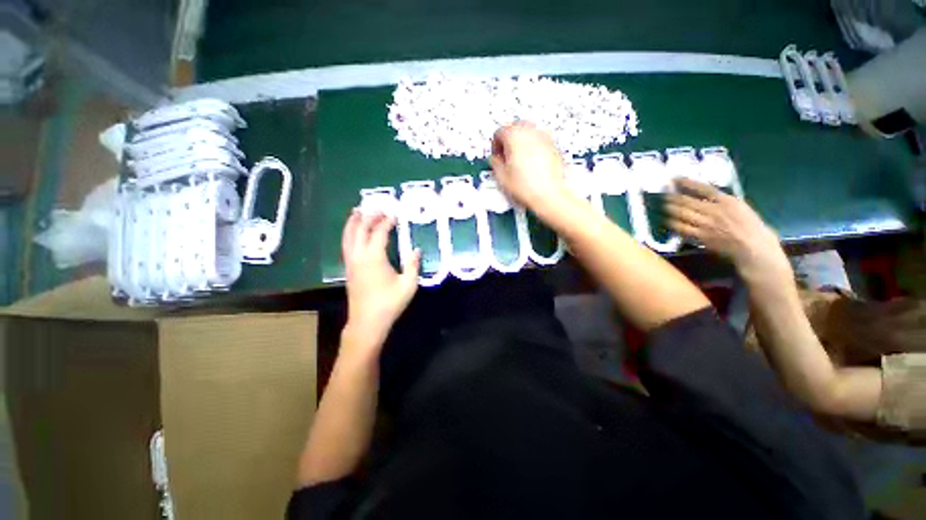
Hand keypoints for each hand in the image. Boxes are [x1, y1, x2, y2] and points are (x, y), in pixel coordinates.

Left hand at [341, 210, 420, 351]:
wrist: (367, 322)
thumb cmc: (389, 303)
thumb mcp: (408, 285)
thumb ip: (413, 265)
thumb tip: (416, 249)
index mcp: (374, 257)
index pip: (379, 232)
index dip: (386, 222)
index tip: (394, 214)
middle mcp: (359, 256)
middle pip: (360, 230)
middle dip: (368, 217)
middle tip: (376, 208)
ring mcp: (351, 262)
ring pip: (348, 237)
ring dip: (353, 223)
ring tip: (357, 212)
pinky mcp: (349, 269)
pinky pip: (346, 245)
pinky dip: (349, 234)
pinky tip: (353, 234)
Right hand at [490, 122, 571, 211]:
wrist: (549, 195)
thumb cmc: (527, 187)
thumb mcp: (502, 176)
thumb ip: (495, 162)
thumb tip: (495, 159)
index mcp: (514, 136)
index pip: (499, 132)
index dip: (495, 146)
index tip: (496, 156)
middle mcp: (530, 132)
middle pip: (514, 127)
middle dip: (508, 140)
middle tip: (505, 156)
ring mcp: (544, 137)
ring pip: (528, 132)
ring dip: (520, 142)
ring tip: (518, 160)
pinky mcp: (553, 146)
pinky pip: (539, 140)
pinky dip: (532, 147)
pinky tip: (530, 164)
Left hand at [665, 178, 789, 277]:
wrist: (753, 248)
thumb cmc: (751, 227)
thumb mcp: (740, 206)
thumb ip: (721, 200)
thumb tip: (704, 195)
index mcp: (727, 201)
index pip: (703, 188)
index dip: (686, 182)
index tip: (674, 178)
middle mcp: (715, 210)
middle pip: (687, 201)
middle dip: (672, 196)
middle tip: (663, 193)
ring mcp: (706, 224)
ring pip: (681, 214)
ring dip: (669, 209)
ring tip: (663, 205)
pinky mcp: (701, 237)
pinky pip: (682, 229)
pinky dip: (673, 224)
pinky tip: (667, 220)